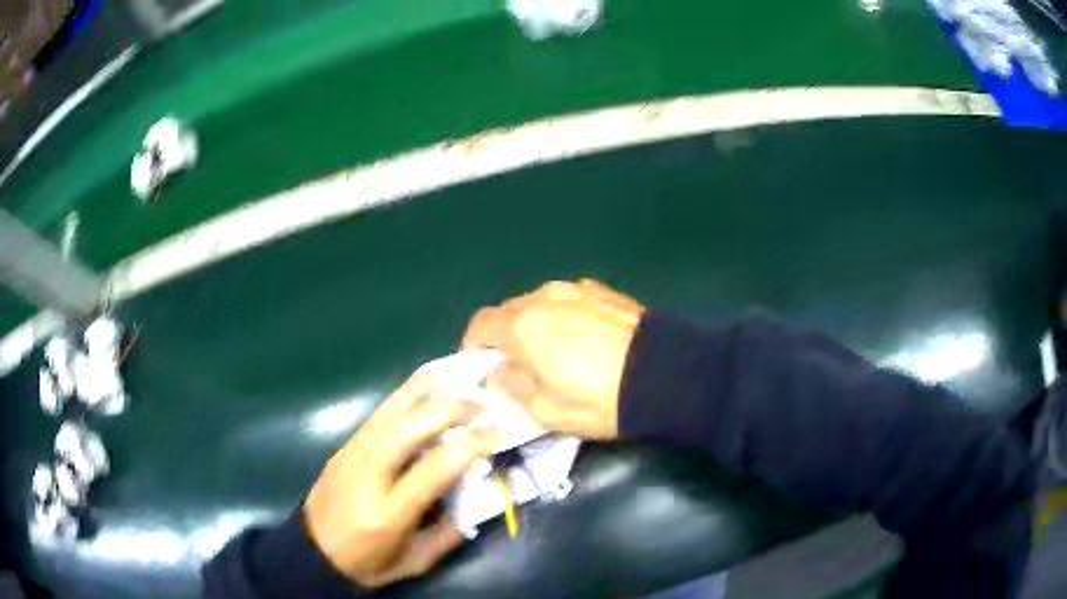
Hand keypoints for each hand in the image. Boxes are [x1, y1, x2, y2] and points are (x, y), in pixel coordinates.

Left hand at [303, 374, 499, 587]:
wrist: (311, 552)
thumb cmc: (366, 563)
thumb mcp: (414, 563)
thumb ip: (449, 534)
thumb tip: (477, 498)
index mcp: (387, 513)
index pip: (432, 470)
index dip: (469, 447)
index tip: (497, 435)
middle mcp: (367, 475)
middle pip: (407, 429)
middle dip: (449, 409)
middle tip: (482, 406)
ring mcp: (351, 454)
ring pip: (389, 410)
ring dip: (427, 390)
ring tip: (458, 377)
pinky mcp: (344, 445)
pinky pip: (379, 412)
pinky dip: (406, 393)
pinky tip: (426, 385)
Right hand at [462, 280, 644, 439]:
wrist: (666, 376)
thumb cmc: (601, 399)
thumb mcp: (548, 411)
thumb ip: (513, 387)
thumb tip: (499, 372)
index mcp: (524, 326)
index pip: (481, 324)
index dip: (474, 345)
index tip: (481, 365)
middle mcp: (545, 297)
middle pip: (509, 311)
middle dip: (505, 335)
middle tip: (518, 364)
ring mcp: (576, 289)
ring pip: (539, 303)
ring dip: (535, 324)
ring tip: (552, 351)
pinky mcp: (603, 290)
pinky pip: (568, 300)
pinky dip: (562, 316)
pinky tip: (581, 338)